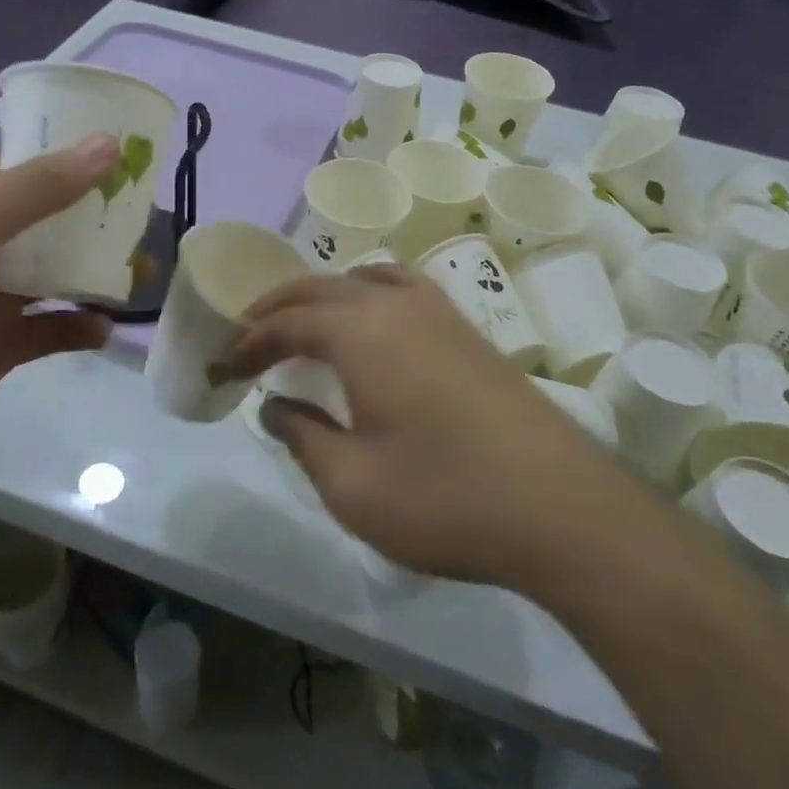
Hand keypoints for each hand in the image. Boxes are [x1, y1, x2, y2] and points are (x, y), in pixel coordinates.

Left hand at [0, 139, 119, 510]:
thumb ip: (39, 186)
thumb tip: (109, 144)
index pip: (20, 161)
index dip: (71, 153)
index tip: (130, 153)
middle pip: (45, 217)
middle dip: (95, 215)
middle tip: (148, 217)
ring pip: (52, 273)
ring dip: (94, 272)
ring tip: (142, 275)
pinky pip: (48, 328)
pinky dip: (77, 325)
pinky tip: (103, 330)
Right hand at [225, 266, 596, 588]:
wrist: (562, 509)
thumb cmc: (444, 497)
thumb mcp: (351, 484)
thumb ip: (303, 436)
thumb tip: (275, 406)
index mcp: (361, 332)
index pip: (289, 322)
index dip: (251, 341)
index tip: (226, 365)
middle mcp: (397, 305)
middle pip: (322, 288)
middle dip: (278, 307)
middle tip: (248, 334)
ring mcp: (440, 313)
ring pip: (366, 279)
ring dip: (325, 295)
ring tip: (306, 322)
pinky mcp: (470, 332)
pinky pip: (404, 289)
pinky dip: (370, 295)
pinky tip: (375, 325)